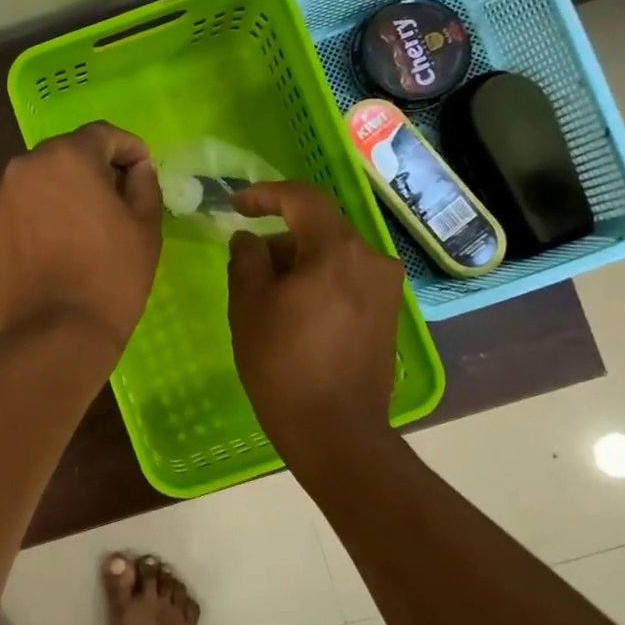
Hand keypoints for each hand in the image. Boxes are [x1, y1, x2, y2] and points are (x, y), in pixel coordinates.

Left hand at [0, 122, 162, 354]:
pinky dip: (35, 218)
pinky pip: (17, 210)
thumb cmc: (111, 277)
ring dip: (59, 194)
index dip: (129, 150)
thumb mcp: (145, 226)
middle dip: (92, 171)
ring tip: (78, 231)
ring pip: (37, 183)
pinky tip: (50, 249)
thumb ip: (144, 183)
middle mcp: (24, 166)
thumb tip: (137, 168)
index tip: (142, 171)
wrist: (55, 334)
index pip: (103, 135)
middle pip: (66, 156)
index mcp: (67, 156)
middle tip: (114, 203)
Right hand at [227, 182, 404, 459]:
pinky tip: (297, 312)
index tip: (236, 205)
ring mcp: (386, 287)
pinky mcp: (388, 313)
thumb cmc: (282, 364)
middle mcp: (371, 258)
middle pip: (320, 228)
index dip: (265, 195)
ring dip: (300, 261)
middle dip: (280, 237)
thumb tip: (249, 238)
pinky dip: (320, 281)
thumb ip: (246, 259)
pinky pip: (349, 279)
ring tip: (268, 295)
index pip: (302, 199)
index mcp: (336, 250)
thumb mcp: (248, 306)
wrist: (335, 429)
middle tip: (247, 264)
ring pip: (334, 255)